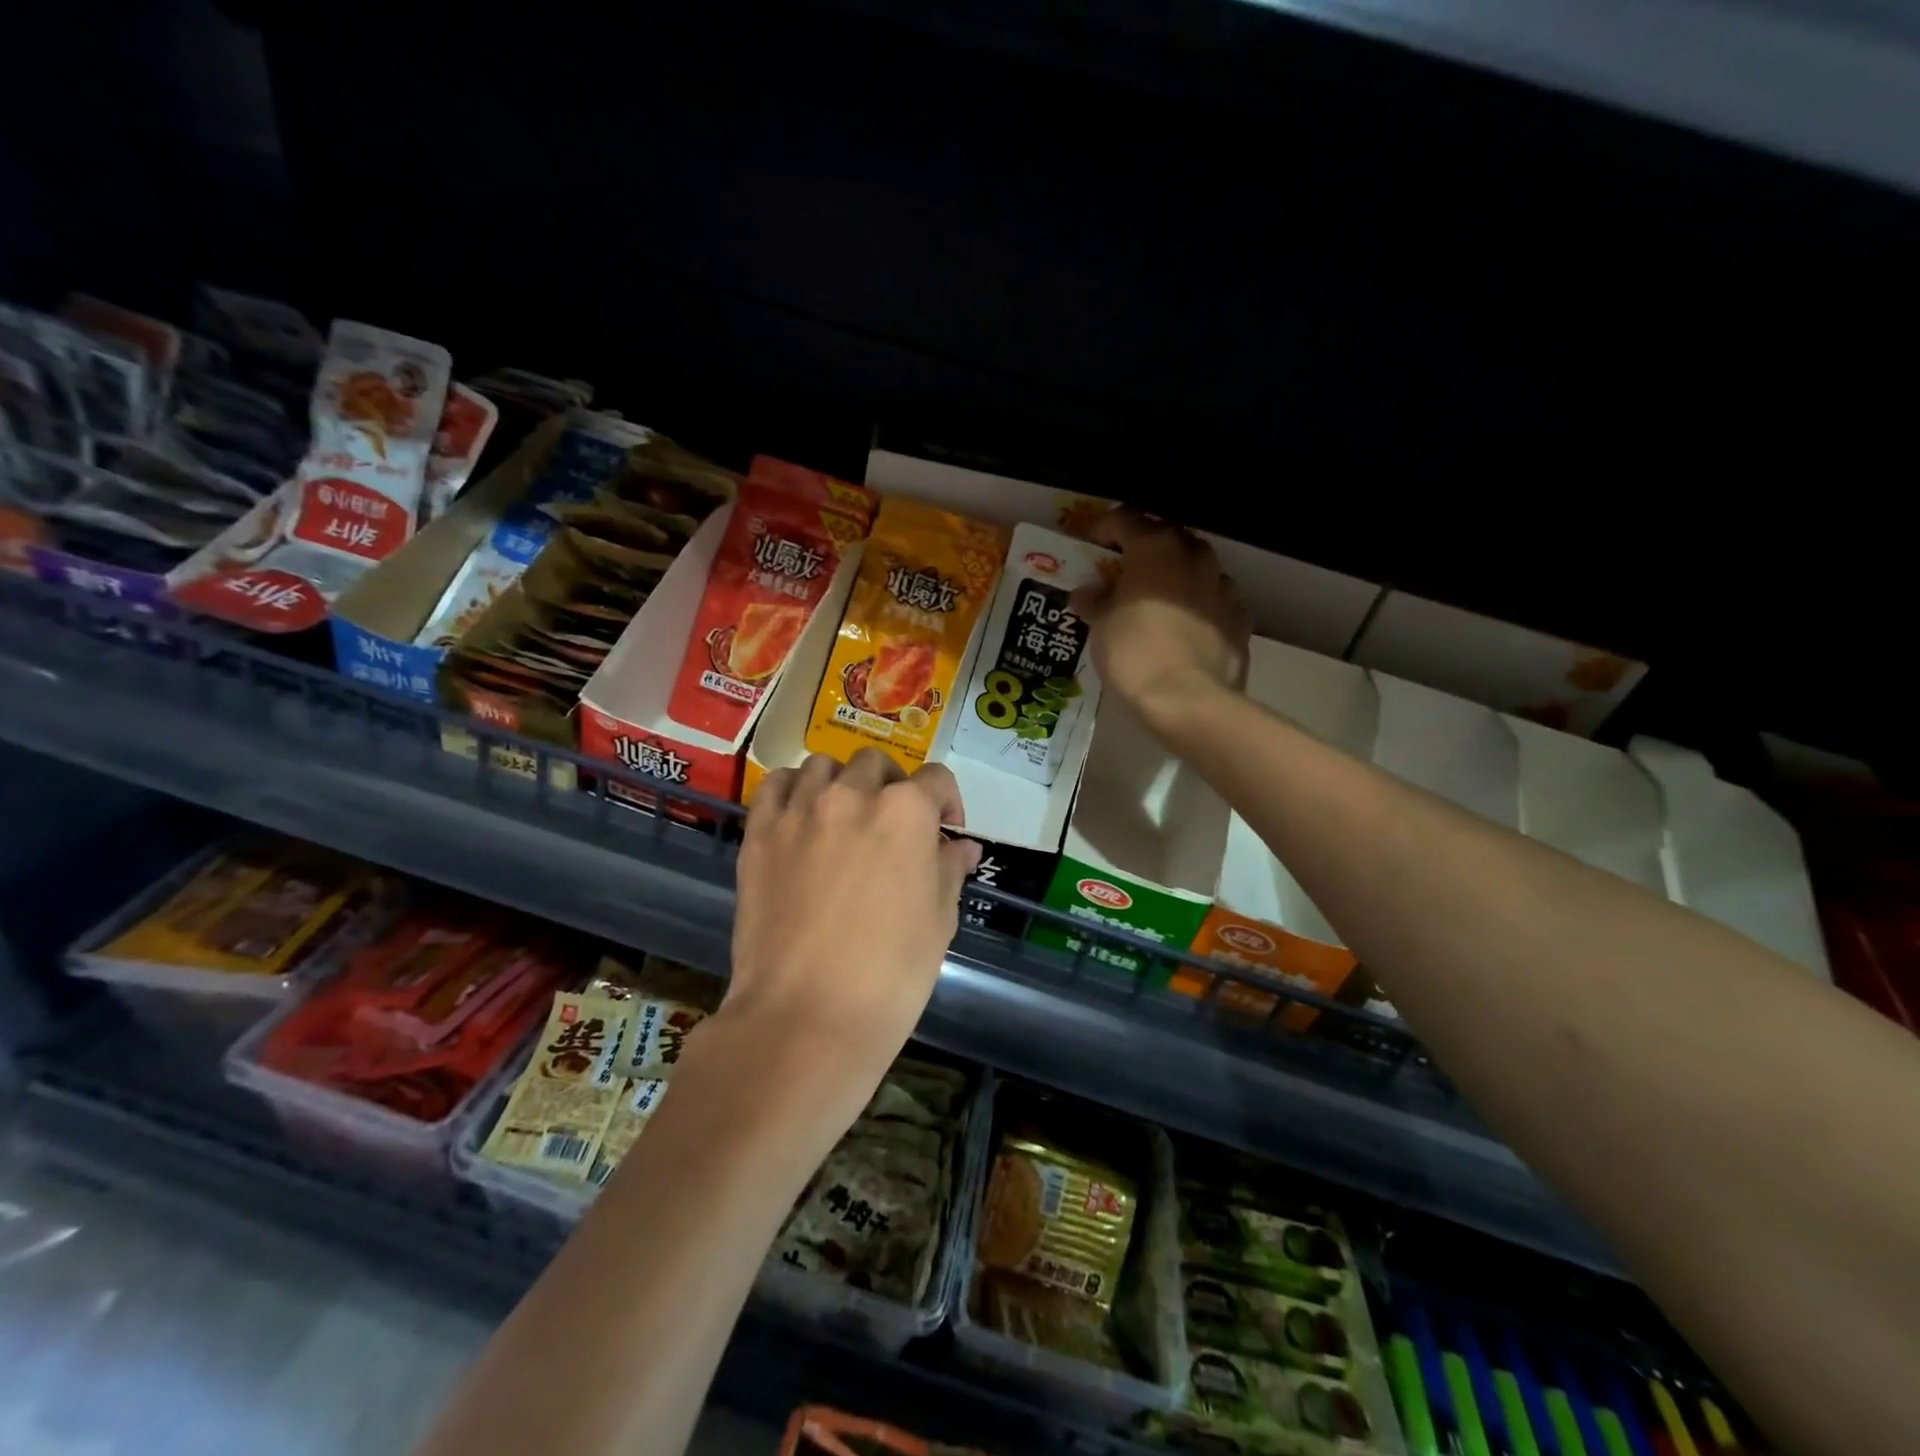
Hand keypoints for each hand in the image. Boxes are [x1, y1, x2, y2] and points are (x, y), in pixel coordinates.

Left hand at [730, 750, 980, 1085]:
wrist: (806, 1016)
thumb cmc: (890, 974)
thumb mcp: (939, 921)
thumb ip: (949, 869)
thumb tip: (960, 846)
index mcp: (906, 812)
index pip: (936, 779)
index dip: (947, 802)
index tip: (946, 831)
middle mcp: (853, 795)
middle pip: (875, 764)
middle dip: (892, 786)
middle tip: (892, 826)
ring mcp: (800, 810)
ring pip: (823, 766)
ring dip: (841, 783)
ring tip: (843, 818)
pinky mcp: (760, 832)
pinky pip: (776, 785)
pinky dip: (793, 790)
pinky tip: (800, 816)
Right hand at [1071, 508, 1250, 733]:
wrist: (1187, 699)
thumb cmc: (1134, 653)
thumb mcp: (1101, 628)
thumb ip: (1095, 603)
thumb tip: (1086, 594)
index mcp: (1155, 548)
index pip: (1127, 520)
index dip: (1106, 528)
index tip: (1094, 543)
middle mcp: (1194, 557)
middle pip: (1168, 538)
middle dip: (1147, 549)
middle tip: (1127, 570)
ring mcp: (1223, 587)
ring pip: (1198, 568)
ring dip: (1178, 576)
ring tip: (1161, 599)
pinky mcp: (1241, 618)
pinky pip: (1216, 600)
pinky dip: (1201, 605)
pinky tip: (1188, 625)